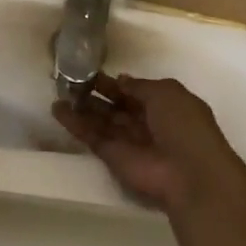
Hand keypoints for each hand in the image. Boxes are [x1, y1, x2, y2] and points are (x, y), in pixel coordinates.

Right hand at [52, 75, 245, 214]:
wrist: (188, 173)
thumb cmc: (183, 126)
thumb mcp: (166, 92)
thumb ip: (139, 85)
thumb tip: (120, 80)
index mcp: (164, 105)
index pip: (134, 91)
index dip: (115, 83)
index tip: (91, 72)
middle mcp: (145, 122)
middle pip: (116, 106)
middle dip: (95, 94)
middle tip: (71, 81)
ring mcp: (128, 140)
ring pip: (101, 121)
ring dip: (81, 108)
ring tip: (58, 93)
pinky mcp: (112, 156)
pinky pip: (91, 136)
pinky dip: (75, 124)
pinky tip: (56, 109)